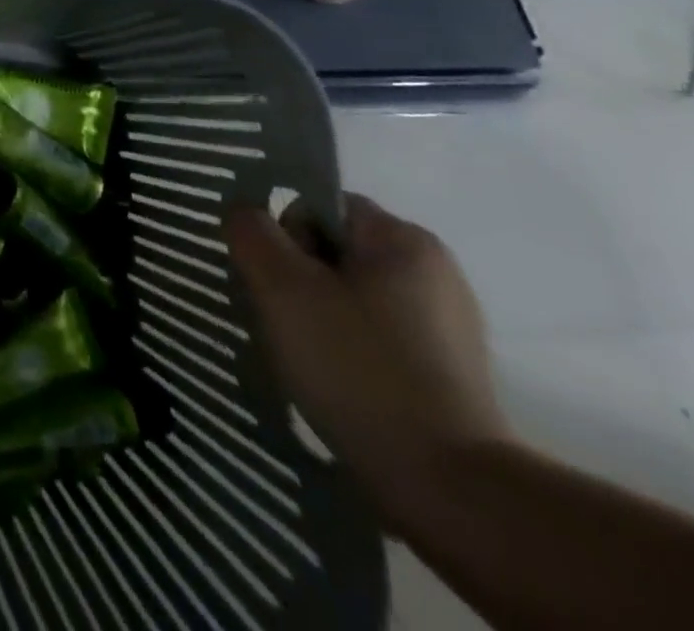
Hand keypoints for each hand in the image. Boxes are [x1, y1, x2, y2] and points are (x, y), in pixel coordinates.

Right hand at [224, 194, 511, 525]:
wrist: (447, 487)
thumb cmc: (357, 366)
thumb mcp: (282, 285)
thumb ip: (251, 232)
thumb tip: (245, 215)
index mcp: (404, 239)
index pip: (318, 206)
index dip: (284, 237)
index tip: (278, 284)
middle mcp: (434, 271)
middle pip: (333, 251)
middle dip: (298, 279)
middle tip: (285, 322)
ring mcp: (447, 325)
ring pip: (350, 296)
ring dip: (317, 316)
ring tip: (308, 359)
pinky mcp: (448, 373)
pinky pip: (375, 337)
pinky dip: (348, 351)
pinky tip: (338, 385)